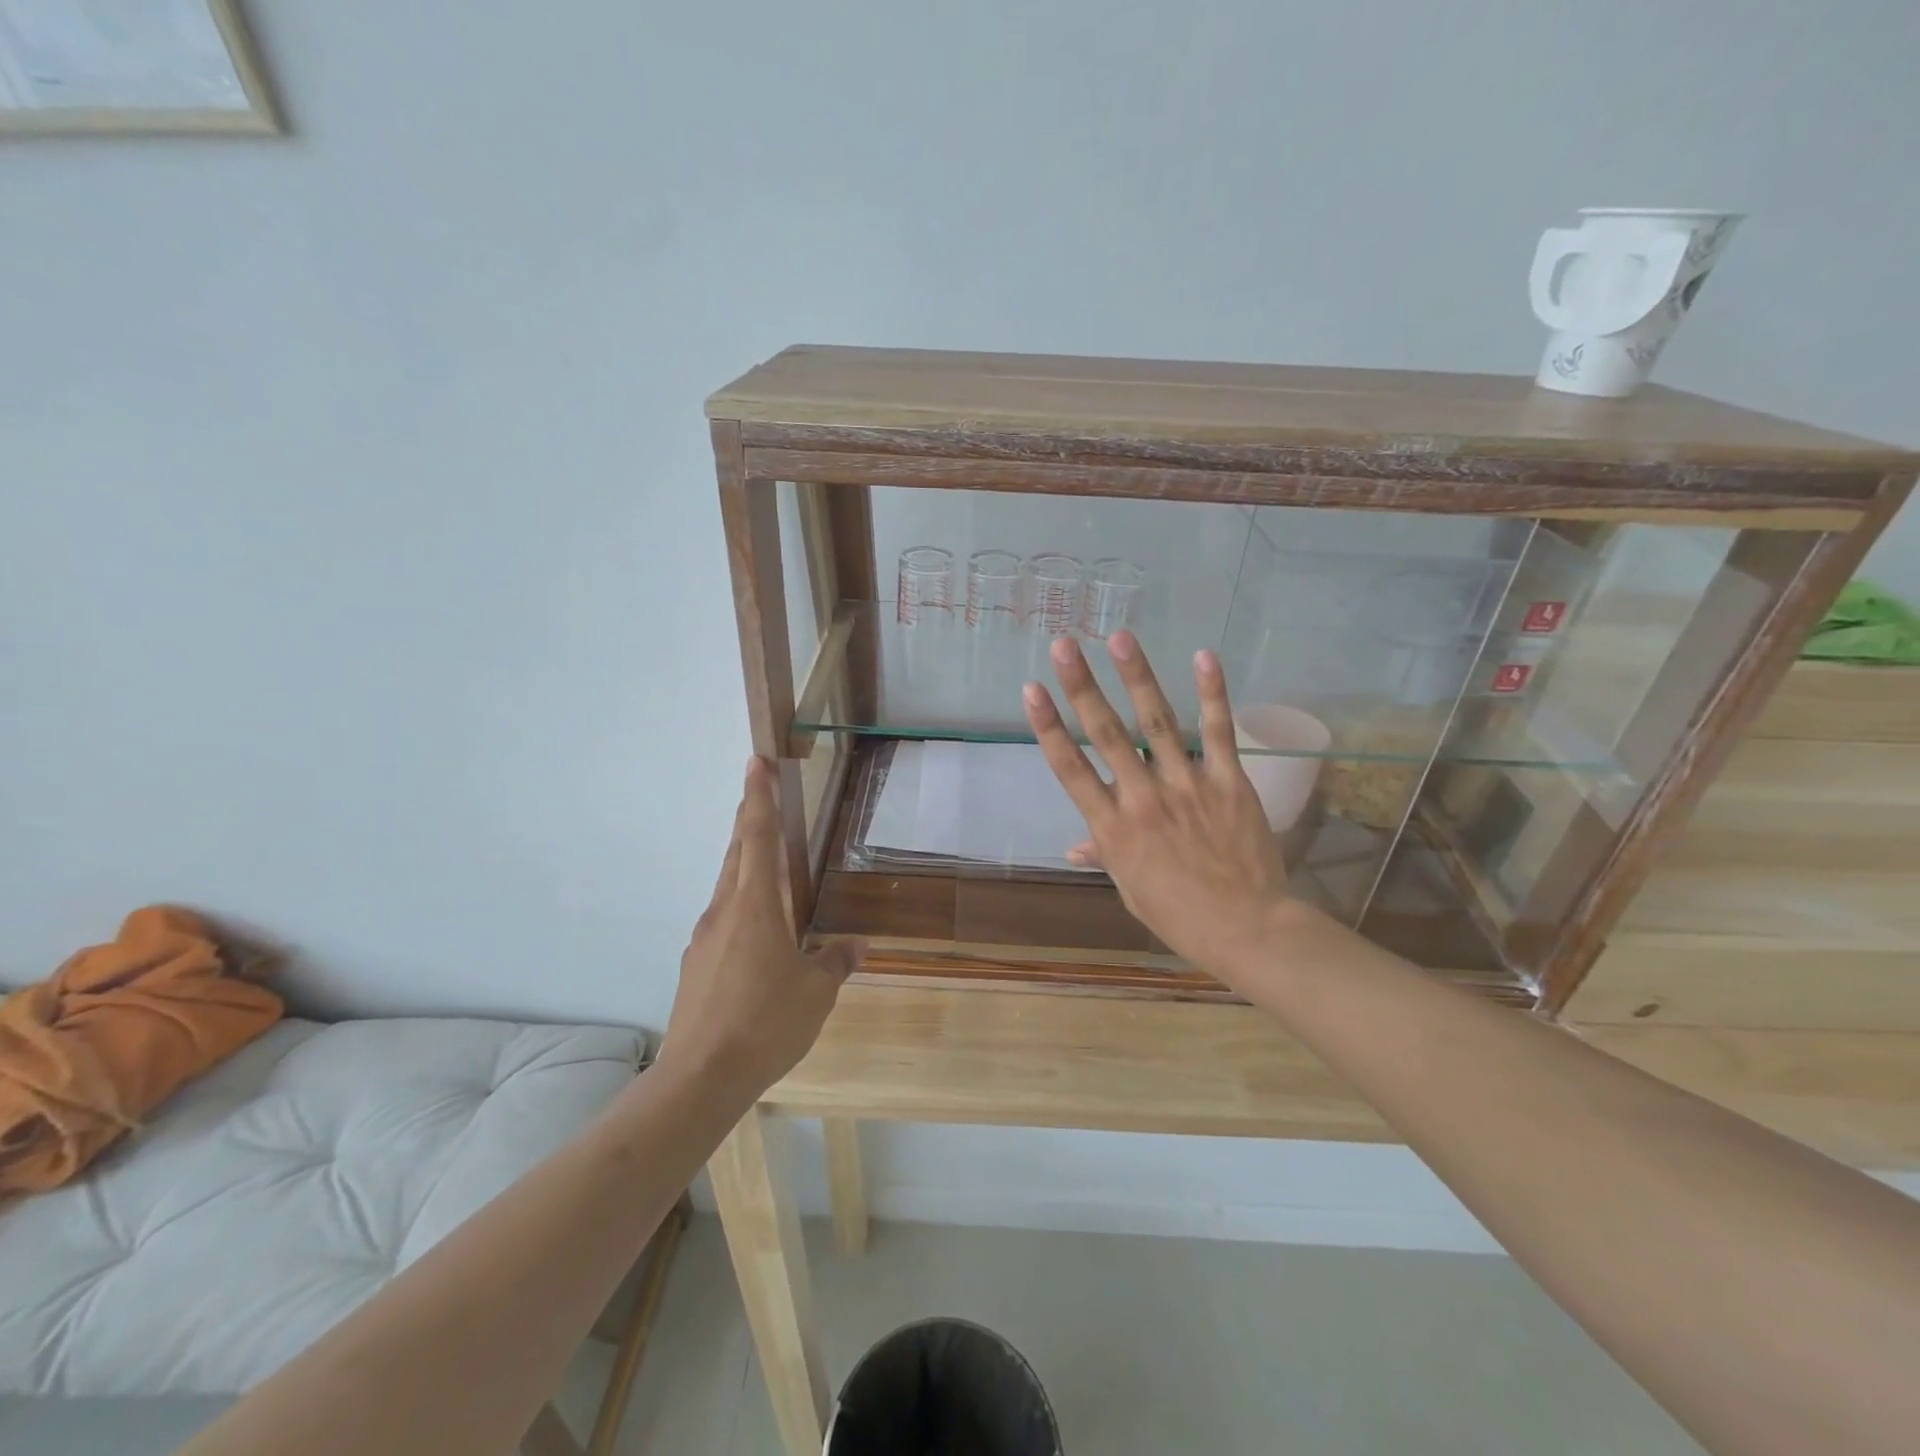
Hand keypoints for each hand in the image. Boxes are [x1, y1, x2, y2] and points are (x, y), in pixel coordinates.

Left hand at [657, 758, 863, 1100]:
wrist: (699, 1078)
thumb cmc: (765, 1023)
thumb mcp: (816, 993)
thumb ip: (836, 962)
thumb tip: (856, 945)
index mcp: (755, 906)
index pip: (758, 837)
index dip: (758, 797)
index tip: (755, 762)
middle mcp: (724, 912)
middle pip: (736, 853)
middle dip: (748, 820)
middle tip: (759, 794)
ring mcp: (704, 939)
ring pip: (727, 886)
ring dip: (744, 863)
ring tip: (766, 863)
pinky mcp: (695, 966)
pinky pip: (722, 920)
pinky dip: (740, 907)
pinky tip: (757, 936)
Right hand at [1022, 633, 1297, 982]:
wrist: (1247, 928)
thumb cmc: (1179, 914)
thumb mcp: (1130, 888)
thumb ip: (1103, 855)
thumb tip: (1072, 846)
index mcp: (1112, 828)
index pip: (1070, 768)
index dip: (1048, 726)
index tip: (1031, 689)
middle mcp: (1142, 798)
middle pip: (1106, 733)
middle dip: (1082, 686)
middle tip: (1064, 645)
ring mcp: (1187, 785)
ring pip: (1156, 722)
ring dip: (1137, 676)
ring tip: (1120, 638)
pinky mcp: (1228, 781)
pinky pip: (1217, 732)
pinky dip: (1212, 693)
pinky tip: (1203, 656)